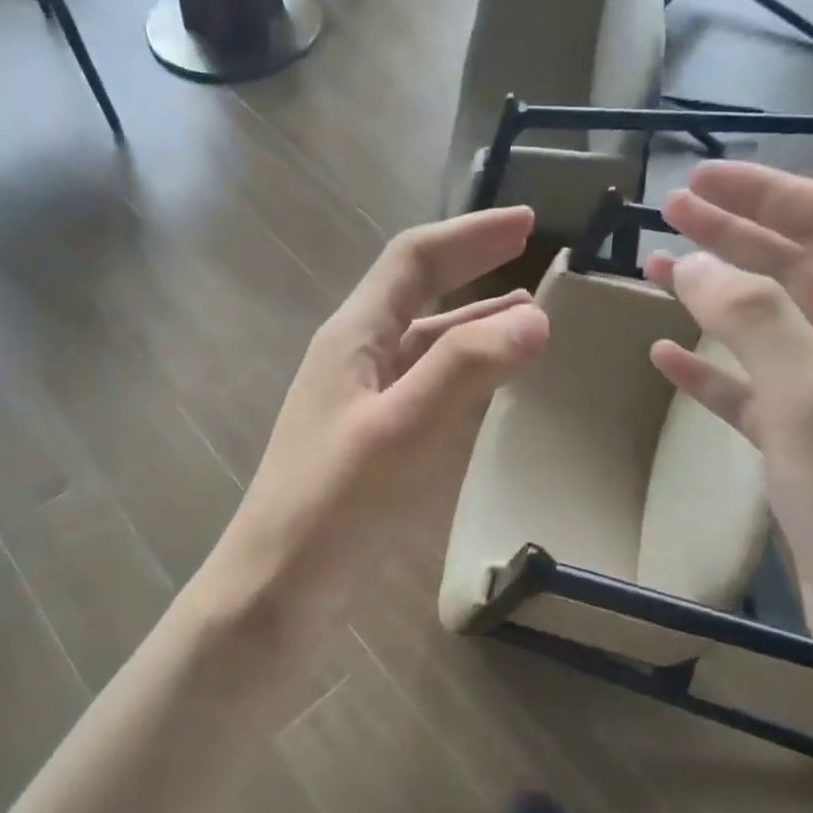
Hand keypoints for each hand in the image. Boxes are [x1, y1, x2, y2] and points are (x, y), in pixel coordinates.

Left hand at [204, 208, 549, 640]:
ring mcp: (362, 404)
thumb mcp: (400, 429)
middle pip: (419, 295)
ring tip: (529, 319)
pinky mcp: (372, 445)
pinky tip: (492, 388)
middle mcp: (355, 360)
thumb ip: (464, 368)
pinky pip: (427, 390)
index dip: (469, 235)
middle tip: (536, 261)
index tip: (528, 221)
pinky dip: (465, 375)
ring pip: (426, 345)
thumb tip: (534, 317)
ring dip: (475, 324)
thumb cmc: (331, 507)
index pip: (413, 261)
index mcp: (352, 338)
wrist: (277, 591)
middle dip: (475, 271)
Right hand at [644, 163, 812, 685]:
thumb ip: (757, 319)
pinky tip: (666, 357)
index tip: (695, 180)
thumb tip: (694, 264)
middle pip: (799, 267)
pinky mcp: (812, 447)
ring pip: (771, 326)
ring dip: (716, 296)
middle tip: (666, 213)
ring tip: (655, 271)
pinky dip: (712, 369)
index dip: (764, 194)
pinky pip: (754, 388)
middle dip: (734, 235)